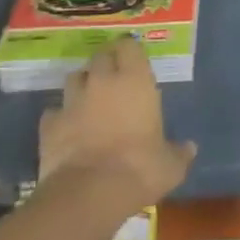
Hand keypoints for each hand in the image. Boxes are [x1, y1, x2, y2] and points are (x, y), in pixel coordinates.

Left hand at [36, 38, 195, 211]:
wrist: (89, 193)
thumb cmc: (139, 168)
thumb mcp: (170, 165)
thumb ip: (179, 152)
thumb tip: (189, 148)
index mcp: (135, 81)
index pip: (129, 46)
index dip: (129, 50)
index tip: (133, 59)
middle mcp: (102, 82)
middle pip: (100, 57)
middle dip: (105, 63)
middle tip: (114, 78)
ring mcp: (72, 102)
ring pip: (74, 78)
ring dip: (83, 84)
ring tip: (90, 99)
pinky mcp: (49, 125)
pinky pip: (54, 111)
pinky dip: (61, 116)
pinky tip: (68, 128)